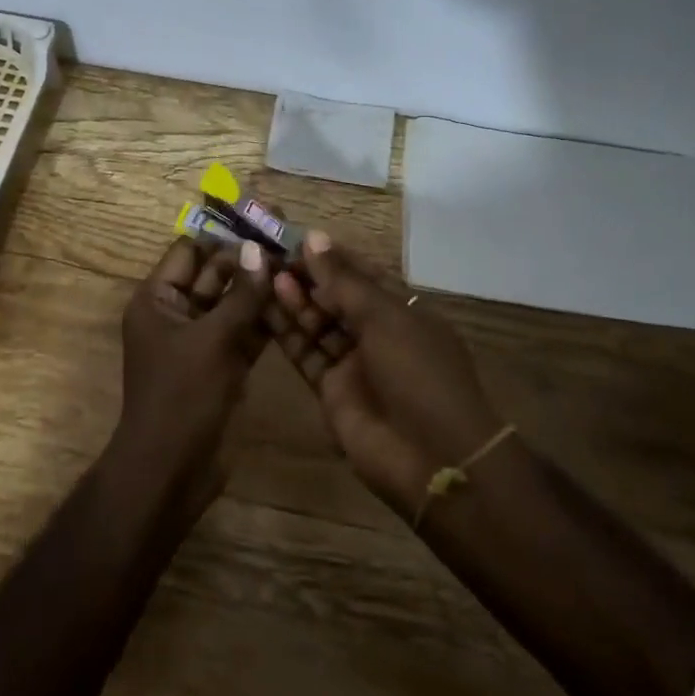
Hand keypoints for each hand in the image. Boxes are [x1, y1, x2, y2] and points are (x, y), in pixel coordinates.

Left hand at [113, 236, 271, 514]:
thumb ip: (240, 295)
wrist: (172, 470)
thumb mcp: (212, 340)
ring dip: (261, 287)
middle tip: (290, 237)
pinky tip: (297, 300)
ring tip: (300, 261)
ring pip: (233, 303)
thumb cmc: (182, 397)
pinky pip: (244, 331)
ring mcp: (201, 340)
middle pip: (215, 274)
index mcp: (157, 300)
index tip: (261, 219)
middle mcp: (177, 313)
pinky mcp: (222, 364)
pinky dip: (265, 318)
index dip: (223, 234)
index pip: (189, 251)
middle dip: (248, 259)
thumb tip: (258, 248)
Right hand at [271, 233, 504, 518]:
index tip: (294, 238)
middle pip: (336, 297)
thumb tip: (312, 237)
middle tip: (269, 254)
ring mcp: (355, 362)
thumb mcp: (383, 317)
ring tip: (264, 274)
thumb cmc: (418, 372)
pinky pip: (306, 352)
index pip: (361, 274)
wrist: (431, 458)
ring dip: (293, 300)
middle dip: (307, 276)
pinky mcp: (332, 389)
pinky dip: (287, 331)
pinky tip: (265, 306)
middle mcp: (378, 333)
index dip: (330, 256)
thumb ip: (342, 280)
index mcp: (403, 310)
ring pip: (318, 323)